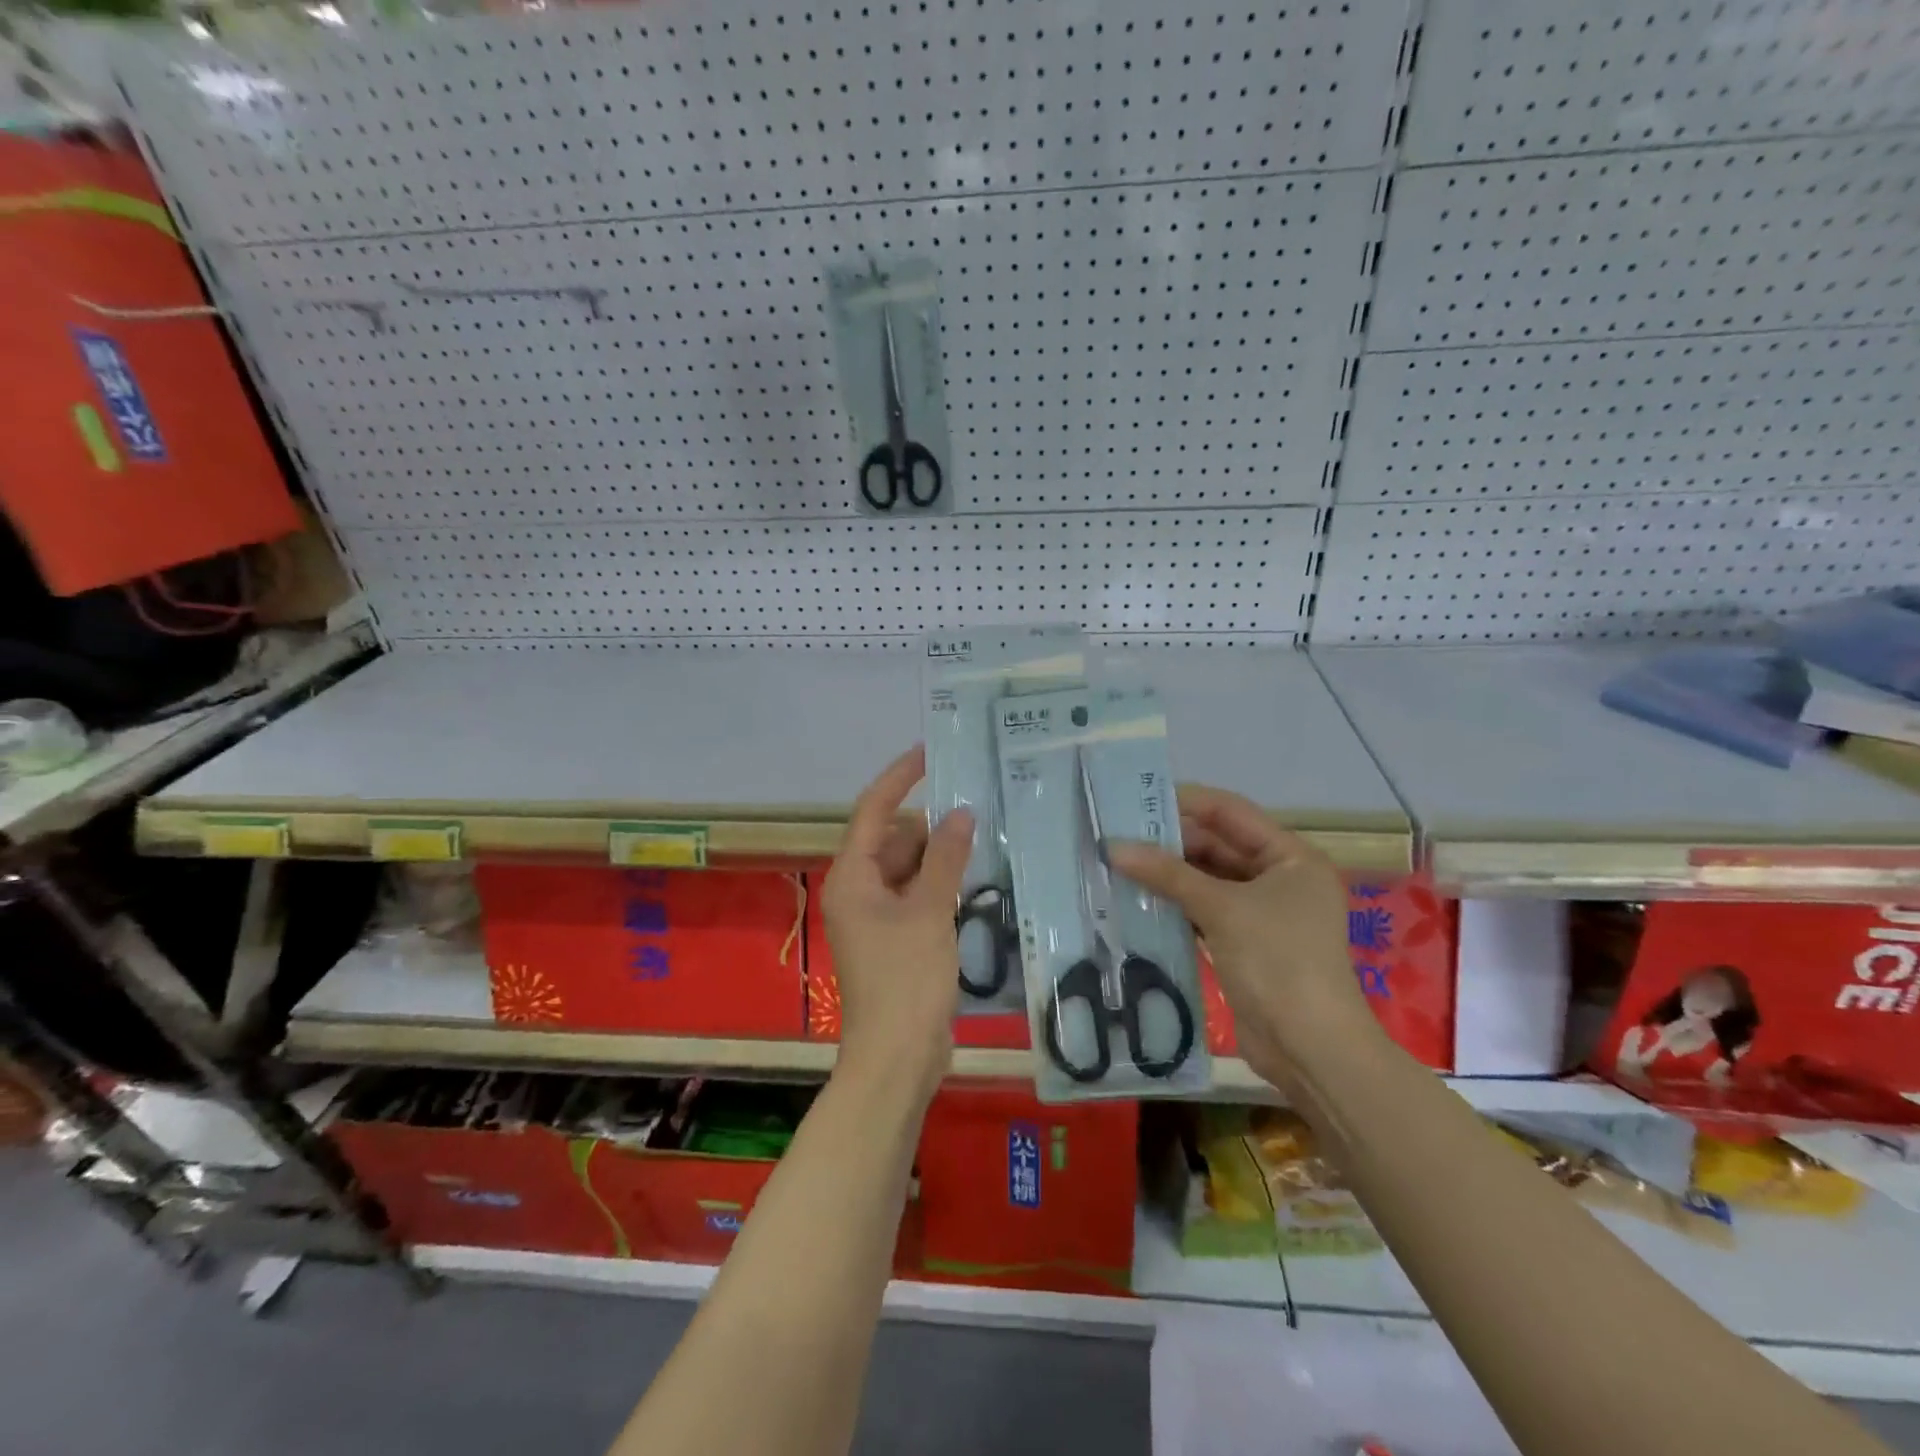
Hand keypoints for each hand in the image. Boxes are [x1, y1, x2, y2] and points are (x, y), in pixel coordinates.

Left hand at [821, 746, 973, 1101]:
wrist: (897, 1058)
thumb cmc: (906, 979)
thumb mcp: (929, 911)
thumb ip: (946, 858)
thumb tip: (960, 812)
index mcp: (852, 877)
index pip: (872, 810)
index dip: (899, 778)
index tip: (929, 752)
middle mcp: (857, 891)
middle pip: (893, 840)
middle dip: (929, 824)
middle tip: (975, 805)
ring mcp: (875, 918)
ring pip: (907, 869)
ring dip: (938, 856)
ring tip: (982, 838)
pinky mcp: (894, 939)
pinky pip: (916, 896)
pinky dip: (939, 884)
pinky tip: (972, 880)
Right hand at [1108, 784, 1378, 1082]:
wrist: (1310, 1049)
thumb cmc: (1277, 962)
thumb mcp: (1222, 909)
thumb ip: (1168, 874)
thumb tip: (1113, 847)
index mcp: (1292, 858)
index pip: (1231, 813)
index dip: (1186, 802)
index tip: (1137, 799)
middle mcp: (1280, 879)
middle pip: (1218, 846)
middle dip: (1170, 842)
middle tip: (1118, 835)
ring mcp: (1262, 914)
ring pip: (1207, 881)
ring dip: (1168, 876)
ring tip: (1118, 863)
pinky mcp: (1244, 944)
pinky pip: (1204, 912)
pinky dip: (1175, 906)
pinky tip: (1136, 900)